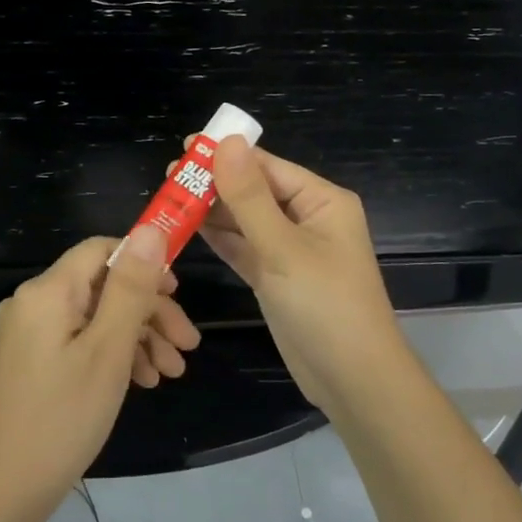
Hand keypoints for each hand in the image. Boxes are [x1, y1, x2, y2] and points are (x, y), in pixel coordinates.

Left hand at [0, 228, 196, 508]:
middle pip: (103, 286)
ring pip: (95, 317)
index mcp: (48, 291)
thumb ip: (131, 287)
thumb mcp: (109, 350)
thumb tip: (150, 229)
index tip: (179, 294)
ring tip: (171, 373)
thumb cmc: (63, 418)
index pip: (103, 249)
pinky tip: (141, 381)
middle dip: (149, 312)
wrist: (4, 491)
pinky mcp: (30, 360)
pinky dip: (112, 355)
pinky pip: (79, 341)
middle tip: (188, 347)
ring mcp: (29, 333)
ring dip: (137, 337)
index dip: (145, 263)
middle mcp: (34, 302)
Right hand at [186, 136, 411, 415]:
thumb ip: (250, 197)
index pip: (268, 166)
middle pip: (255, 191)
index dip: (227, 154)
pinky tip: (188, 227)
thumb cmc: (325, 306)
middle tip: (168, 176)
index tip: (184, 146)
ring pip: (245, 221)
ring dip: (212, 211)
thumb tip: (226, 141)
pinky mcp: (276, 277)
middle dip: (215, 183)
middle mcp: (307, 219)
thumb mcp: (284, 248)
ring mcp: (291, 250)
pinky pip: (244, 248)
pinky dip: (219, 239)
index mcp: (322, 201)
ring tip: (169, 198)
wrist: (352, 380)